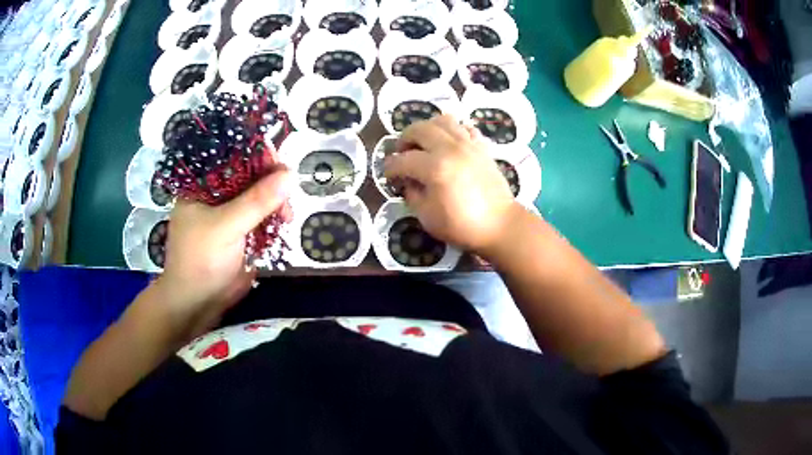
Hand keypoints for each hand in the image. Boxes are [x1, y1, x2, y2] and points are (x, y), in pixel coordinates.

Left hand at [155, 167, 292, 338]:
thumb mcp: (226, 227)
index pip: (232, 156)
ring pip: (258, 195)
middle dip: (271, 181)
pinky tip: (284, 222)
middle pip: (249, 174)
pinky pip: (261, 214)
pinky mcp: (240, 230)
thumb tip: (290, 175)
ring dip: (276, 201)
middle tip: (287, 197)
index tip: (280, 165)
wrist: (197, 303)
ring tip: (287, 216)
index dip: (256, 155)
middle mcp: (216, 193)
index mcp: (202, 184)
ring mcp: (229, 212)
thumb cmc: (200, 260)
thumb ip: (256, 201)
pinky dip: (274, 216)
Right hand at [383, 115, 519, 254]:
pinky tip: (449, 145)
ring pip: (443, 120)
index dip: (389, 168)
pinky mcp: (482, 147)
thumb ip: (412, 195)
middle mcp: (450, 148)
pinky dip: (453, 131)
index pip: (402, 160)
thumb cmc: (462, 225)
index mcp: (434, 167)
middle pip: (419, 128)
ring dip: (427, 129)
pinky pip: (464, 128)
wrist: (500, 225)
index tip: (388, 175)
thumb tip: (408, 182)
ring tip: (425, 144)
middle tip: (402, 154)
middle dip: (404, 139)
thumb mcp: (427, 217)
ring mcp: (468, 144)